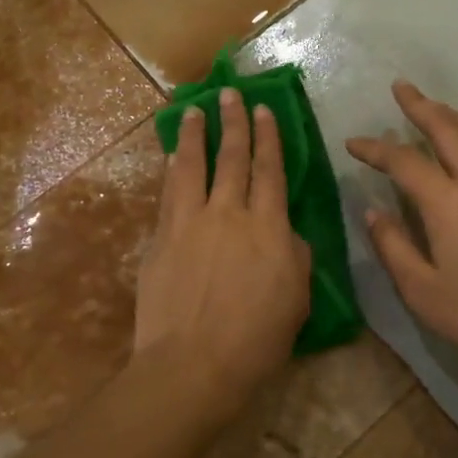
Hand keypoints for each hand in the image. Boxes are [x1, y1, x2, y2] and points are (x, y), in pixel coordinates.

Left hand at [136, 88, 311, 416]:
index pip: (270, 171)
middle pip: (232, 159)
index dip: (268, 138)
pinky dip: (172, 172)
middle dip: (233, 123)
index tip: (262, 110)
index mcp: (269, 227)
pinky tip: (171, 159)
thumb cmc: (257, 339)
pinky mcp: (161, 240)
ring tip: (193, 111)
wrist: (194, 363)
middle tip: (230, 94)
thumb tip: (284, 233)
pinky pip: (168, 195)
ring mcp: (189, 223)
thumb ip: (294, 256)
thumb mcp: (296, 298)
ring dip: (194, 136)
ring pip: (192, 167)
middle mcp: (228, 213)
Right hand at [347, 81, 457, 376]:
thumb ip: (393, 247)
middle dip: (420, 105)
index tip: (353, 143)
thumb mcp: (422, 291)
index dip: (375, 148)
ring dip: (452, 114)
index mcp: (448, 203)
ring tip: (434, 107)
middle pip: (447, 129)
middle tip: (400, 88)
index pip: (403, 161)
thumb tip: (373, 212)